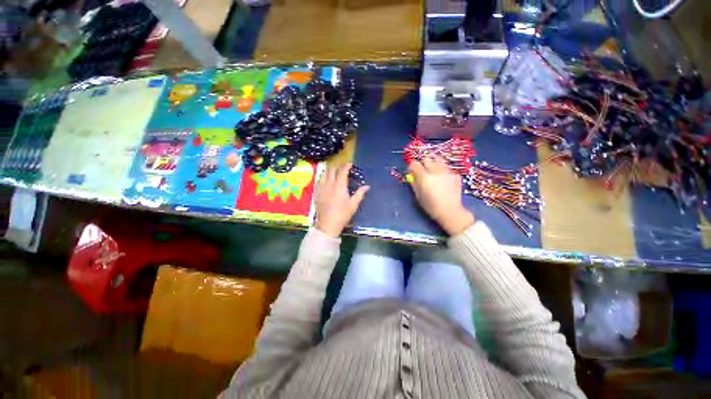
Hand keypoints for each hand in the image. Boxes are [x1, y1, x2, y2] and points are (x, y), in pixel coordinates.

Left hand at [315, 164, 369, 237]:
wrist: (327, 224)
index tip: (350, 164)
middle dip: (337, 166)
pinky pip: (318, 180)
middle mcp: (329, 184)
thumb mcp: (353, 205)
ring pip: (323, 173)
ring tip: (334, 172)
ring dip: (329, 170)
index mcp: (339, 186)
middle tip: (342, 168)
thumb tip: (367, 186)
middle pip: (331, 169)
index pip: (342, 171)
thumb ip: (360, 194)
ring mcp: (321, 187)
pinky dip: (323, 177)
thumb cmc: (342, 214)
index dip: (346, 166)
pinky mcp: (316, 192)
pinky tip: (325, 180)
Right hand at [408, 157, 474, 235]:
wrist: (450, 211)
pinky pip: (445, 167)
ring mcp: (447, 171)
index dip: (411, 167)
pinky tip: (442, 179)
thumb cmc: (431, 206)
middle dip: (422, 164)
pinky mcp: (455, 174)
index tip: (411, 172)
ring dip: (433, 164)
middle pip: (426, 159)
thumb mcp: (418, 195)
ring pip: (437, 160)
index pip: (414, 164)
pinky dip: (442, 170)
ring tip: (433, 173)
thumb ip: (414, 183)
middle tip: (422, 172)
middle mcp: (436, 171)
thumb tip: (411, 175)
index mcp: (424, 177)